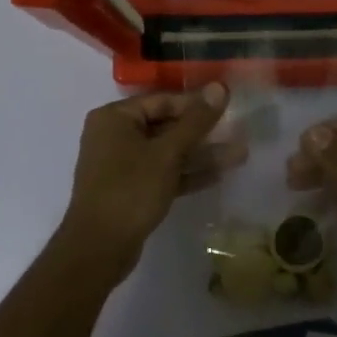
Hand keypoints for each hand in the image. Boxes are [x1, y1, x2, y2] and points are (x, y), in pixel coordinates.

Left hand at [58, 83, 239, 280]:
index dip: (196, 104)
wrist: (98, 250)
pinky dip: (186, 173)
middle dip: (202, 132)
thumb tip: (219, 87)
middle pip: (165, 126)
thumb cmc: (130, 191)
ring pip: (166, 152)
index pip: (162, 101)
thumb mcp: (167, 153)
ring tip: (239, 155)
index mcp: (115, 118)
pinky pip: (162, 172)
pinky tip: (219, 175)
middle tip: (237, 131)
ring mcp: (121, 164)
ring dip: (200, 154)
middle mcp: (114, 135)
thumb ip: (195, 121)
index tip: (227, 107)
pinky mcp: (130, 189)